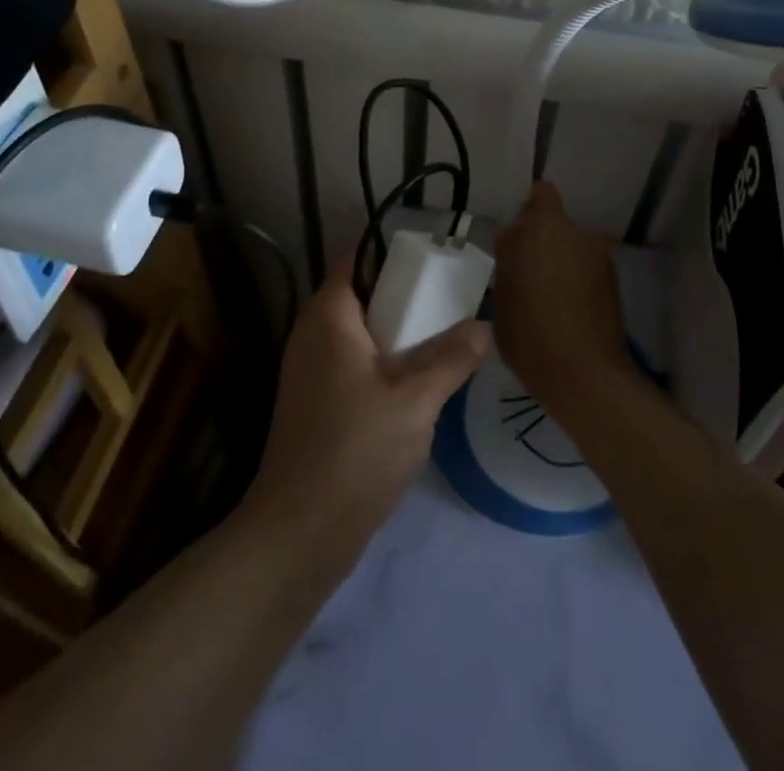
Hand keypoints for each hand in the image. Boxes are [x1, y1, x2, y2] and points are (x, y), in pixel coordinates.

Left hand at [242, 255, 490, 552]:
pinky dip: (384, 360)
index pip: (357, 258)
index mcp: (328, 315)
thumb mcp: (415, 400)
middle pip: (361, 293)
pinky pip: (353, 361)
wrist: (300, 532)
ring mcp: (310, 370)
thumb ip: (452, 357)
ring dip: (398, 332)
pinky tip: (418, 382)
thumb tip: (484, 325)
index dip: (394, 251)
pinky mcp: (315, 402)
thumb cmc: (355, 450)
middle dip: (405, 294)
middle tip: (452, 297)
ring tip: (444, 336)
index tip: (437, 255)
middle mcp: (312, 333)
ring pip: (359, 332)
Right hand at [494, 182, 631, 414]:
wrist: (583, 373)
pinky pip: (586, 263)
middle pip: (553, 217)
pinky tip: (570, 305)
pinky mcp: (612, 275)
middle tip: (528, 269)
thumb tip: (518, 254)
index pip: (537, 195)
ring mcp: (596, 251)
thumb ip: (510, 263)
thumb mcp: (501, 297)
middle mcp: (569, 229)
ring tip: (550, 292)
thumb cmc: (528, 335)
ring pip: (572, 241)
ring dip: (562, 255)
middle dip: (542, 236)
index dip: (525, 215)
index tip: (514, 242)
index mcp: (535, 228)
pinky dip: (578, 275)